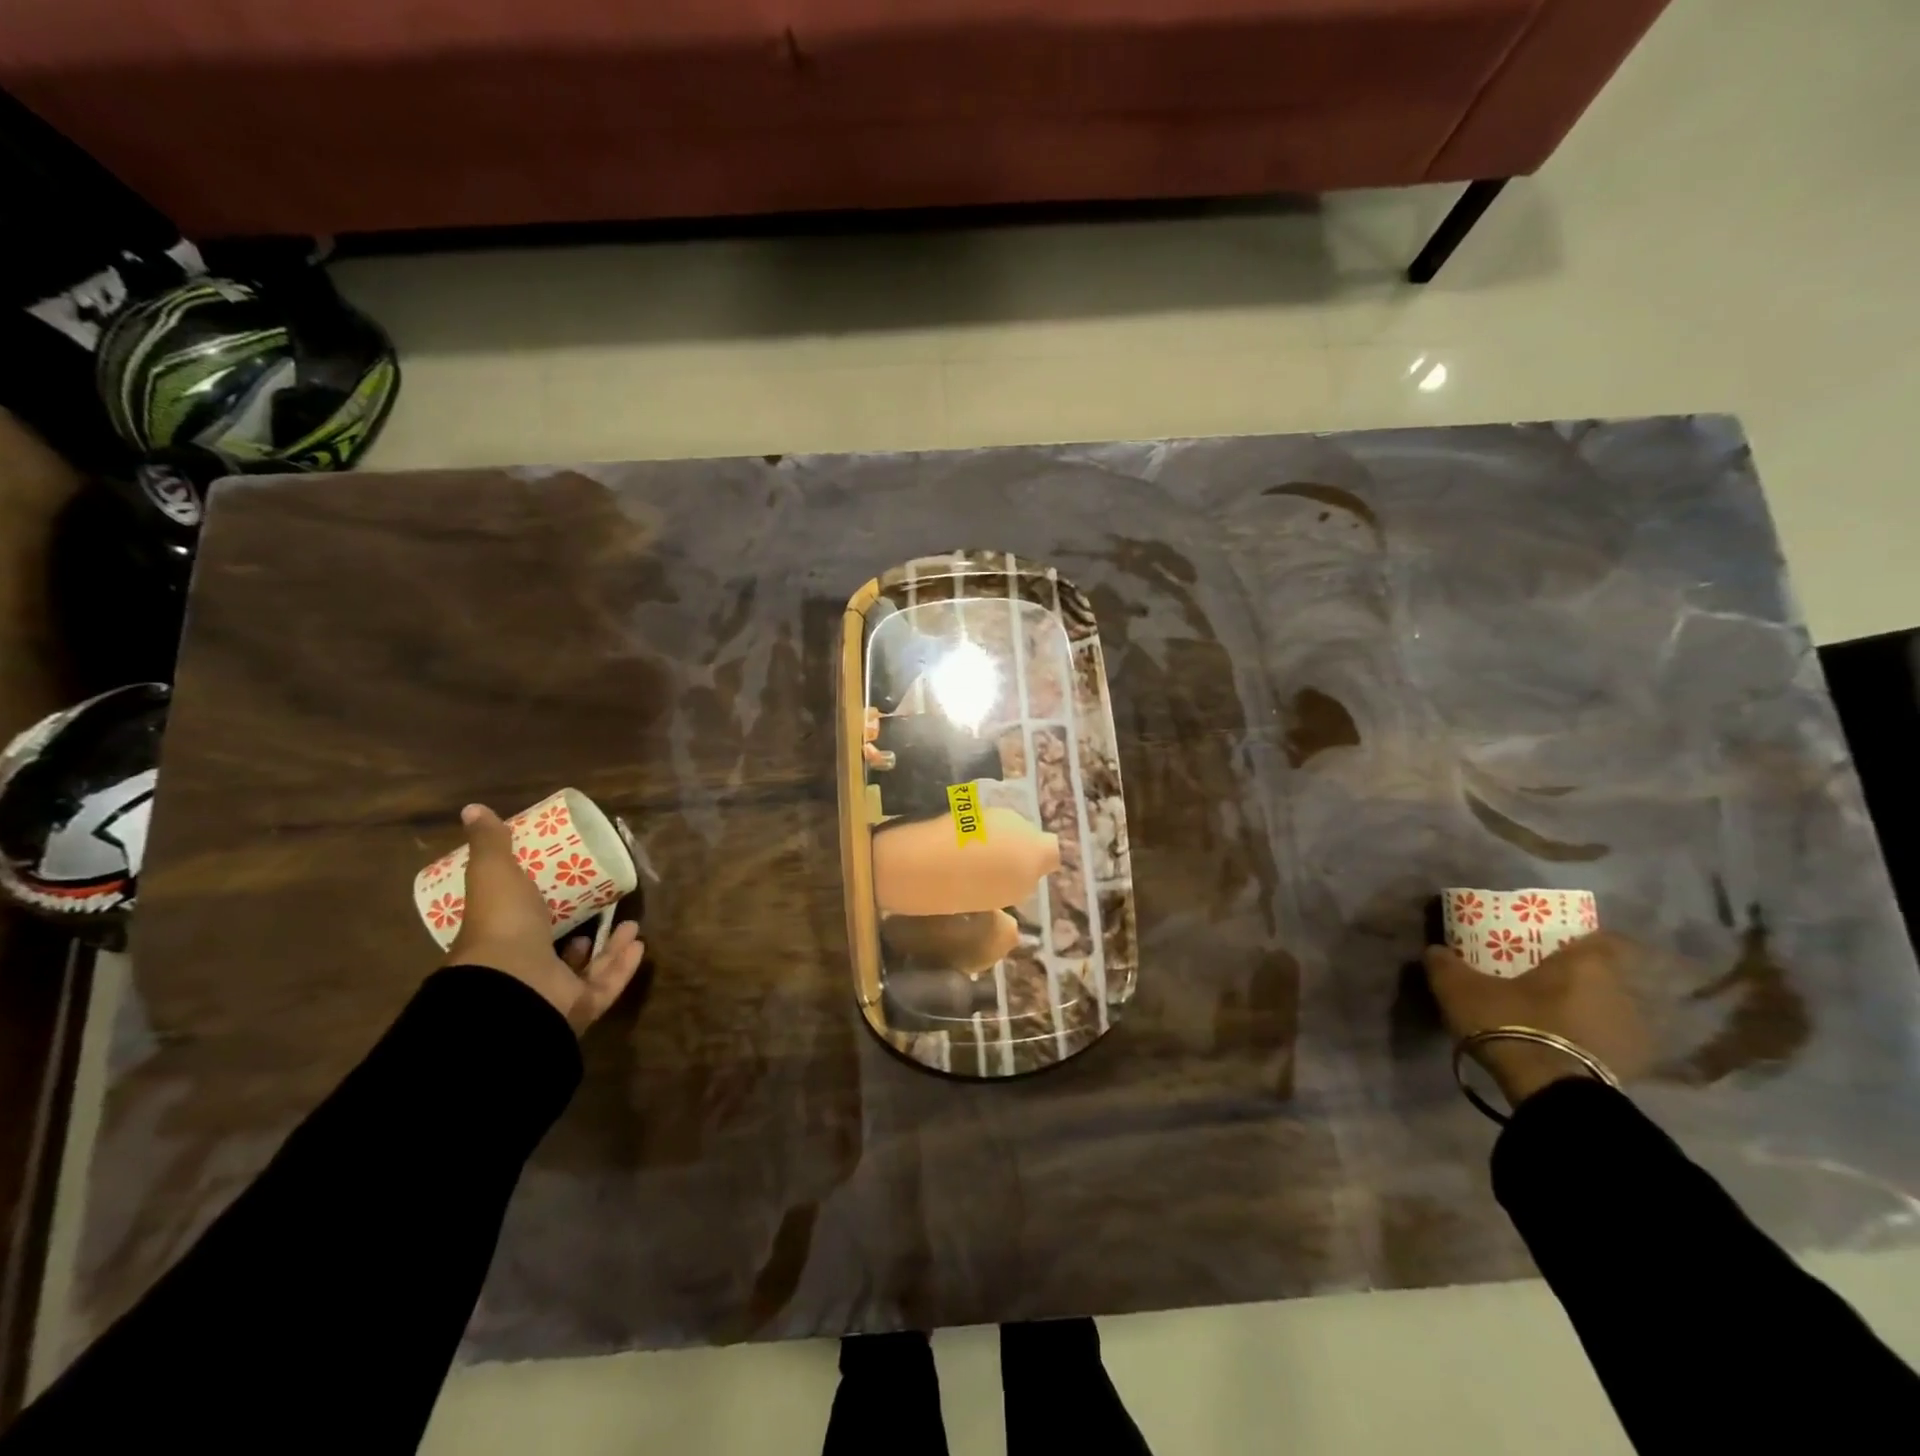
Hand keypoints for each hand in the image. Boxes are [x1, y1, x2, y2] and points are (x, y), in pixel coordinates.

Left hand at [445, 804, 644, 1035]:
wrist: (515, 984)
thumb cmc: (503, 924)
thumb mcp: (494, 873)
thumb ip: (490, 844)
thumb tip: (472, 809)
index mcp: (500, 942)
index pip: (518, 927)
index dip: (537, 910)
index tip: (562, 888)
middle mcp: (523, 972)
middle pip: (555, 951)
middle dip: (581, 931)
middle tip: (602, 908)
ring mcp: (552, 992)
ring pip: (585, 968)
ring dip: (608, 947)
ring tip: (630, 924)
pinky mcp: (580, 1006)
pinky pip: (606, 984)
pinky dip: (623, 965)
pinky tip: (639, 945)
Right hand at [1424, 931, 1651, 1109]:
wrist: (1552, 1093)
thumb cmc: (1511, 1024)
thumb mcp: (1460, 989)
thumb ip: (1445, 964)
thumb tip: (1436, 951)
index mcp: (1588, 965)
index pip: (1606, 939)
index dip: (1584, 940)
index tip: (1560, 945)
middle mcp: (1621, 993)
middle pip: (1606, 977)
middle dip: (1580, 979)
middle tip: (1543, 983)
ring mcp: (1633, 1034)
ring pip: (1609, 1011)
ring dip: (1586, 1013)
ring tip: (1551, 1019)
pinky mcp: (1633, 1070)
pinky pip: (1611, 1045)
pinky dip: (1591, 1044)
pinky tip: (1563, 1049)